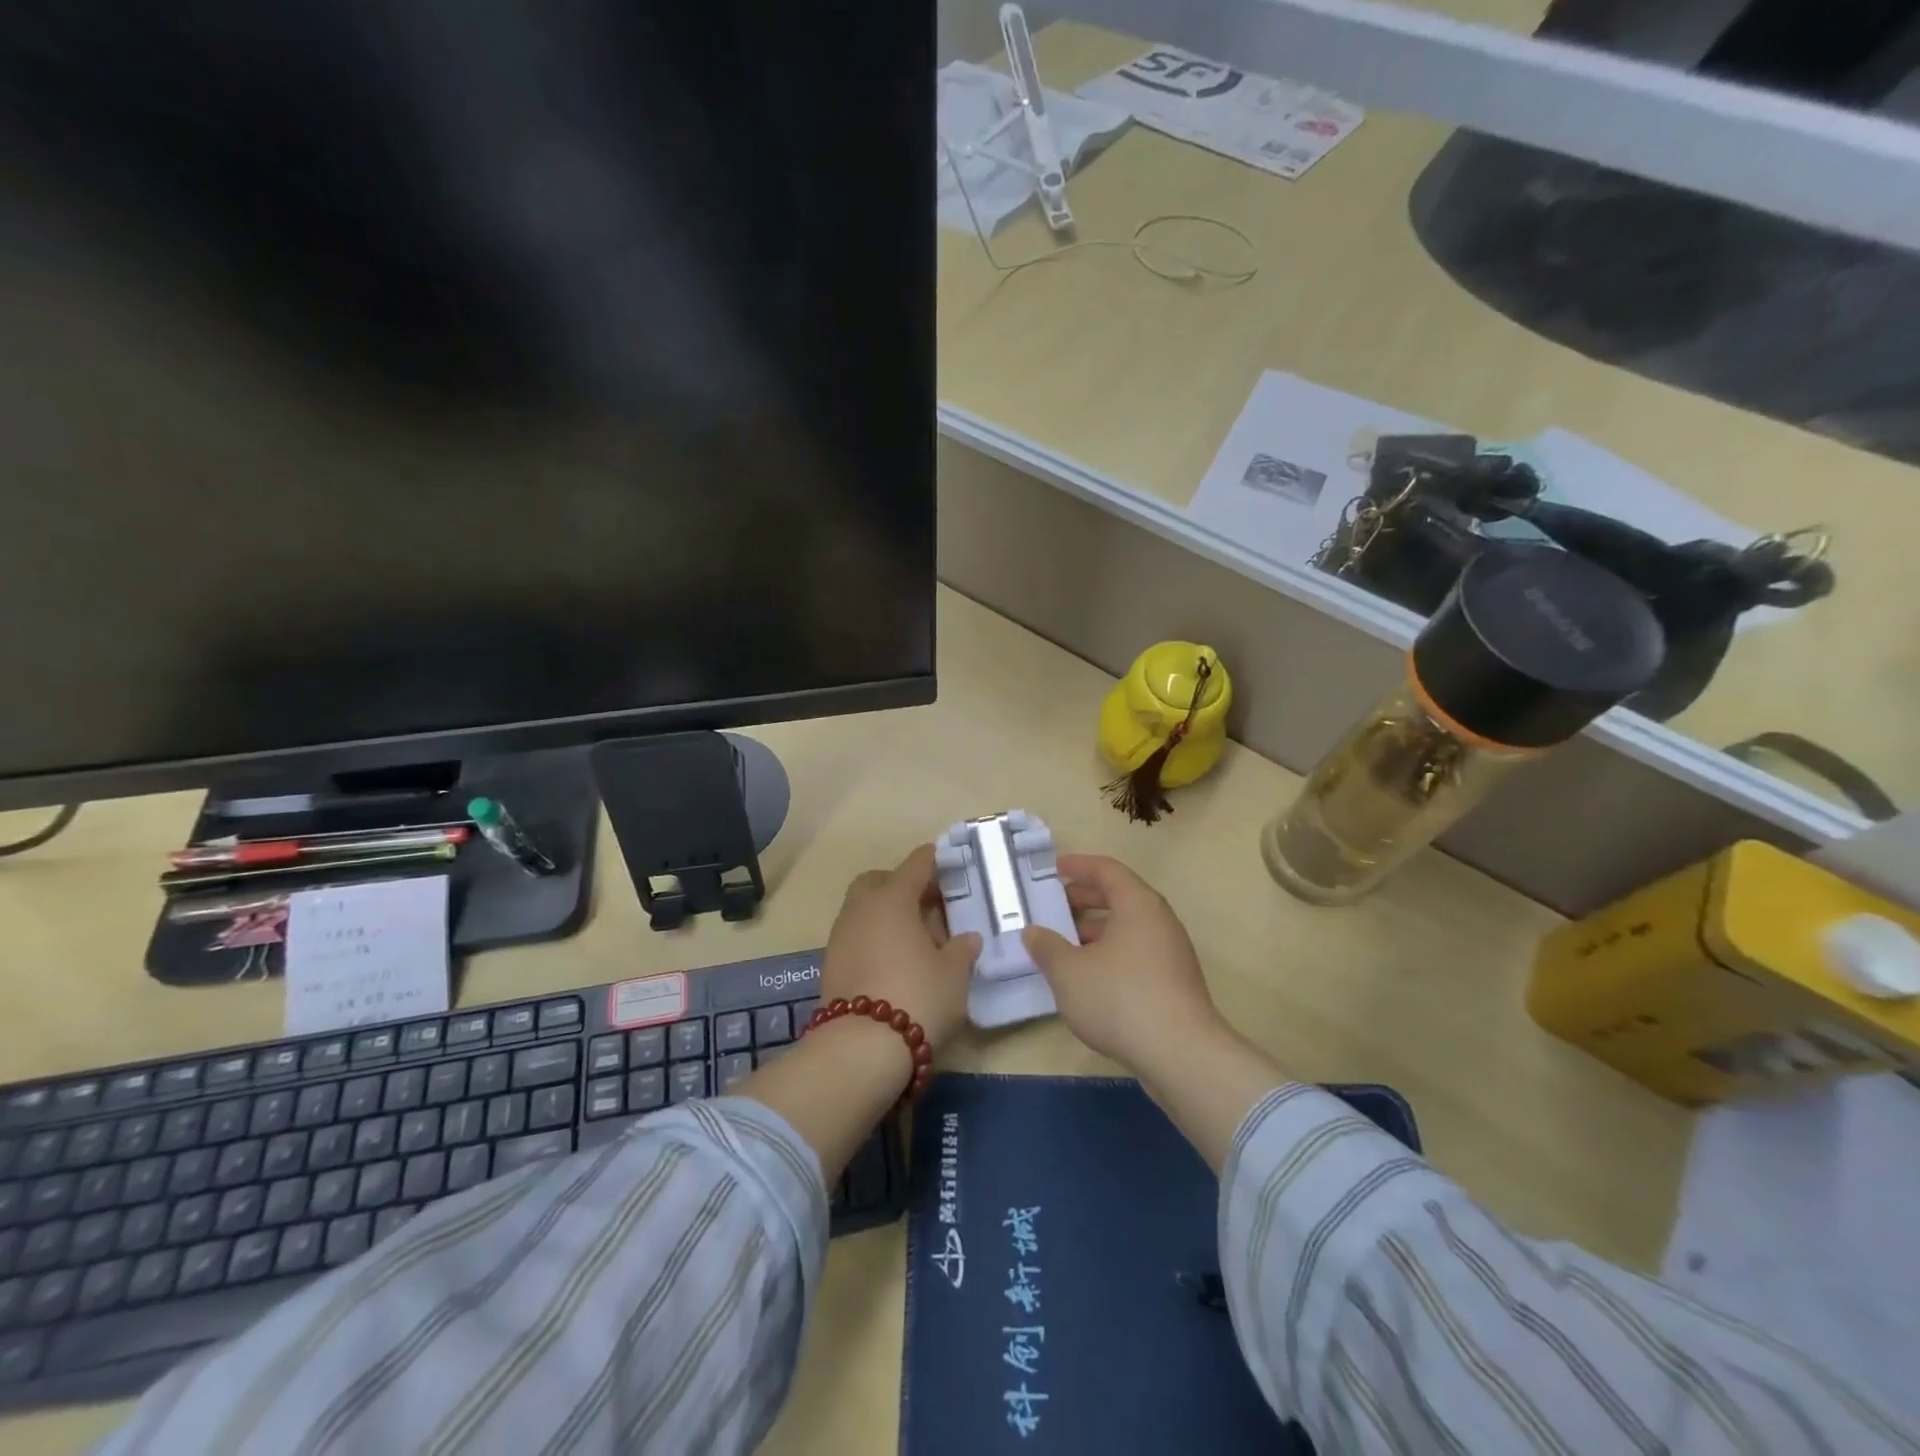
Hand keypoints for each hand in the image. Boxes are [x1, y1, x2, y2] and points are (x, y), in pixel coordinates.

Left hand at [819, 844, 981, 1053]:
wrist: (860, 1049)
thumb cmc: (918, 996)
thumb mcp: (954, 973)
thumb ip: (962, 949)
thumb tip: (967, 938)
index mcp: (892, 898)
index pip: (916, 864)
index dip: (935, 860)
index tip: (950, 861)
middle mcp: (861, 909)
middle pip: (879, 881)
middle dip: (902, 885)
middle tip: (929, 904)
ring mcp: (840, 936)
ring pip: (865, 910)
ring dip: (888, 915)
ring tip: (917, 938)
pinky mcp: (830, 965)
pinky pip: (857, 936)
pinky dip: (875, 938)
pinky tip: (896, 961)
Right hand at [1022, 854, 1220, 1069]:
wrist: (1181, 1054)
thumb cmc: (1120, 998)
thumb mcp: (1069, 972)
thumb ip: (1046, 947)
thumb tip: (1033, 932)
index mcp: (1138, 904)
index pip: (1107, 870)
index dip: (1078, 866)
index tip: (1053, 870)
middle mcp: (1159, 921)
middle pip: (1119, 897)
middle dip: (1083, 899)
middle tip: (1053, 908)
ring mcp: (1171, 953)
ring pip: (1128, 928)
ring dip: (1094, 931)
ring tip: (1063, 946)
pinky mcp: (1174, 983)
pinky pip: (1136, 953)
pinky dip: (1109, 953)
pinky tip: (1087, 978)